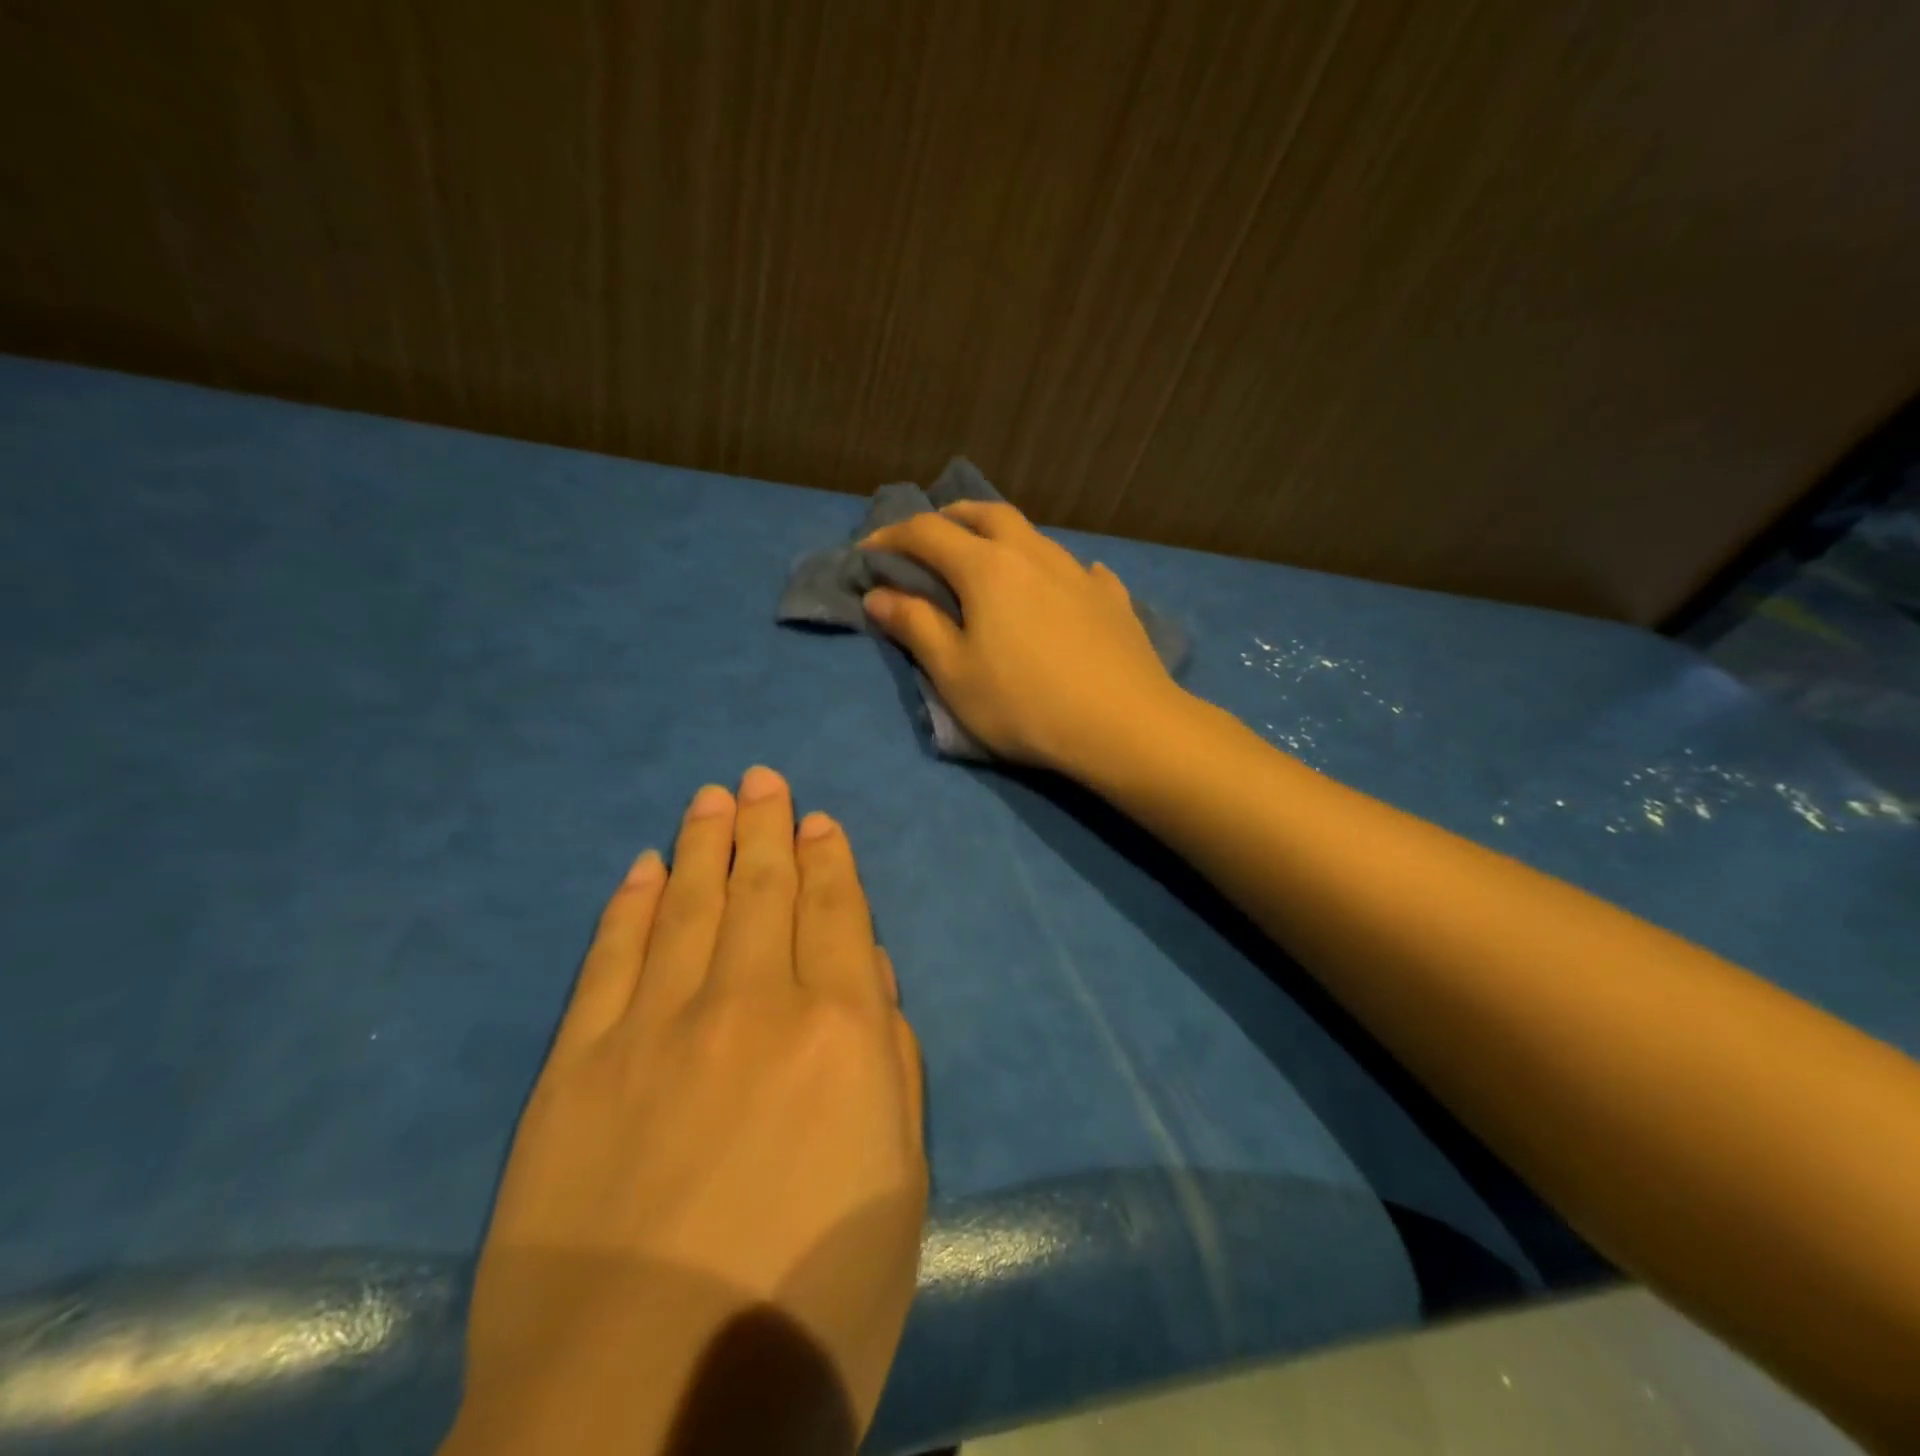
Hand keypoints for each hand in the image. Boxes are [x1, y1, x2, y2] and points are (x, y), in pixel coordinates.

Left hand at [445, 768, 926, 1454]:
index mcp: (840, 1032)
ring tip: (710, 798)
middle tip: (760, 778)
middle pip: (762, 889)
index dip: (829, 860)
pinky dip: (632, 906)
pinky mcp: (578, 1066)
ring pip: (691, 906)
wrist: (640, 1421)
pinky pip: (613, 959)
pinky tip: (645, 869)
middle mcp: (751, 1003)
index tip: (819, 820)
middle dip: (765, 827)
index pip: (835, 913)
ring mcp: (657, 1027)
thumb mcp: (900, 1189)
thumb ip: (892, 1064)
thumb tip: (866, 975)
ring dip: (704, 845)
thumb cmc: (810, 1311)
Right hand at [861, 501, 1181, 771]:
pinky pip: (1077, 570)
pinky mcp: (1112, 598)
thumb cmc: (1024, 703)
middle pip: (985, 514)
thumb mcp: (954, 673)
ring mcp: (1078, 572)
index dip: (891, 538)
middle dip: (949, 518)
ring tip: (989, 559)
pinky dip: (1054, 572)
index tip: (867, 554)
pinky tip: (1060, 589)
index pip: (926, 533)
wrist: (1123, 725)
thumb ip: (915, 626)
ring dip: (1000, 536)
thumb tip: (880, 594)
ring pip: (1032, 535)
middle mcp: (1033, 554)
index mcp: (986, 567)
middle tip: (929, 536)